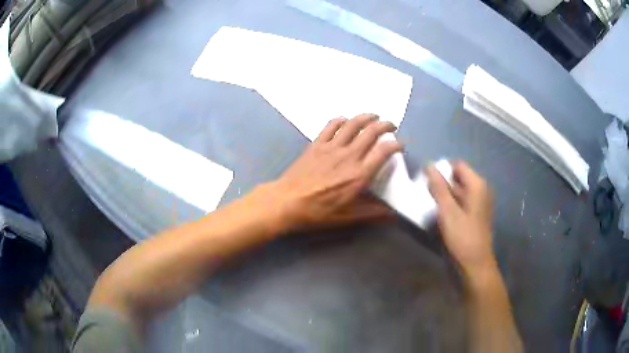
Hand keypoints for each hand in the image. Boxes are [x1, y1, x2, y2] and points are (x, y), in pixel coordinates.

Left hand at [271, 114, 401, 230]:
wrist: (287, 202)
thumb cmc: (318, 212)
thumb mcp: (348, 217)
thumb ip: (373, 213)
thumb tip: (393, 213)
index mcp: (359, 174)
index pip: (384, 151)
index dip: (396, 144)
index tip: (400, 146)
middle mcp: (348, 156)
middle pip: (371, 131)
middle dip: (385, 125)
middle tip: (391, 126)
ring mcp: (331, 147)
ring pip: (353, 124)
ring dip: (366, 117)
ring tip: (374, 116)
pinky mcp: (317, 144)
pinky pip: (331, 125)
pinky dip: (341, 120)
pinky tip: (345, 120)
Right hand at [426, 162, 496, 275]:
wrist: (475, 264)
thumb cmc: (463, 236)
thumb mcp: (448, 211)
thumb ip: (439, 187)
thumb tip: (429, 165)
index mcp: (477, 185)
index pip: (458, 165)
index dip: (442, 169)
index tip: (427, 180)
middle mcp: (481, 190)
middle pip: (459, 177)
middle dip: (442, 183)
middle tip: (426, 193)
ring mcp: (479, 203)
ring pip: (459, 191)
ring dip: (445, 194)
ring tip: (431, 203)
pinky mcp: (475, 215)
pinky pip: (461, 202)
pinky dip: (451, 204)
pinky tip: (441, 214)